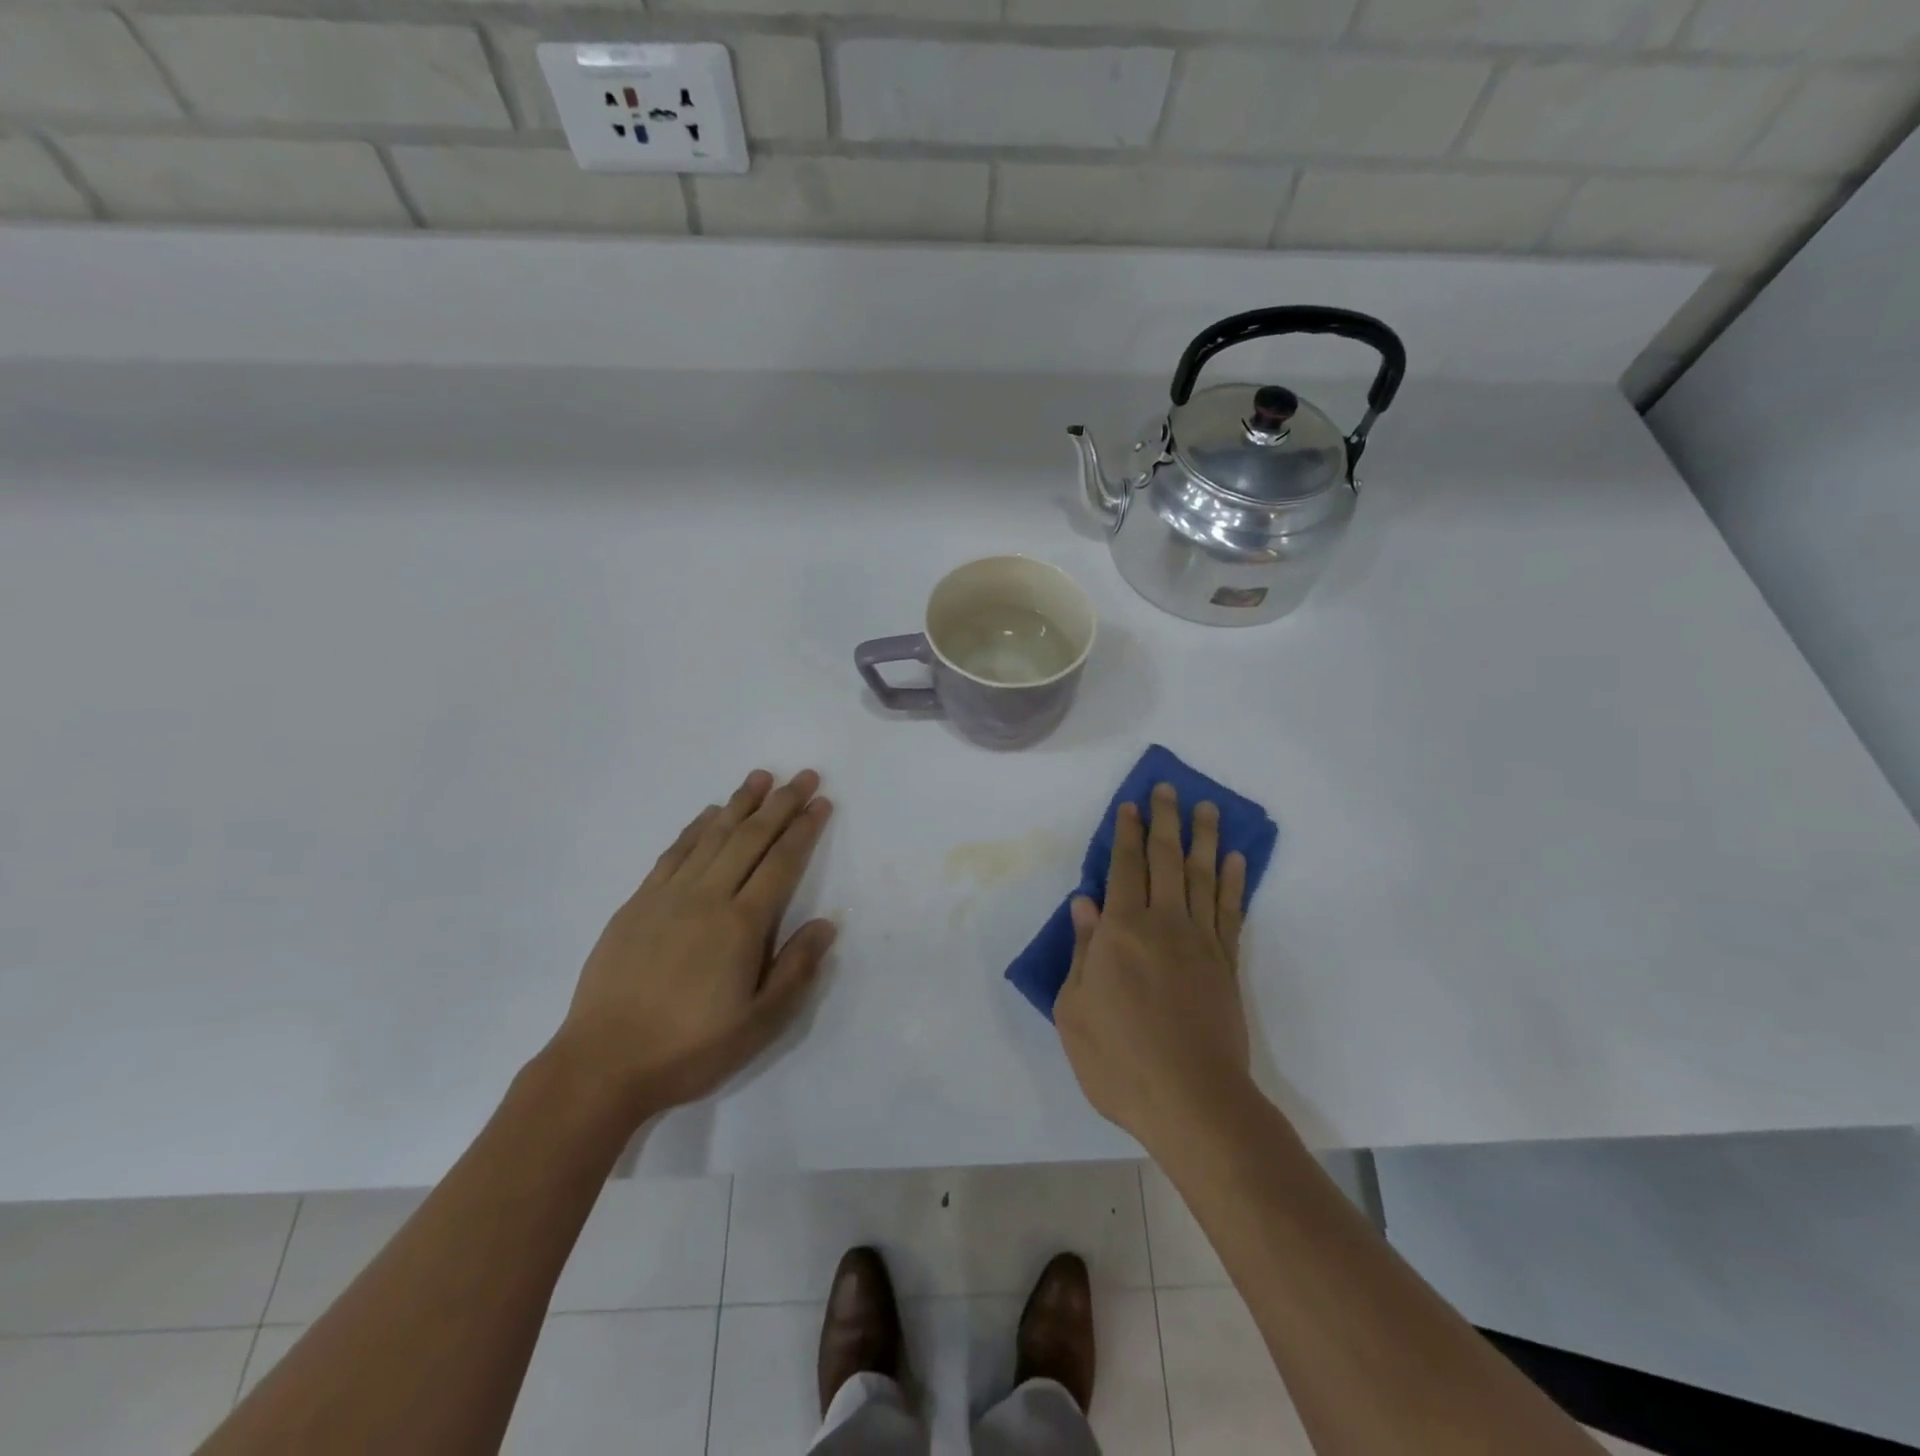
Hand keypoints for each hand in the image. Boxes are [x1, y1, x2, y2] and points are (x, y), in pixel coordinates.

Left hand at [553, 768, 835, 1116]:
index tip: (821, 802)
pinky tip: (709, 815)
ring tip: (760, 777)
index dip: (804, 830)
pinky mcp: (638, 903)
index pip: (781, 863)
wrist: (603, 1063)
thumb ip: (796, 970)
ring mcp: (668, 896)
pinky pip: (673, 853)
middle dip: (780, 804)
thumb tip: (826, 923)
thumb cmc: (690, 1048)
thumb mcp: (759, 1023)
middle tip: (802, 776)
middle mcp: (707, 897)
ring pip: (712, 836)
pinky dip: (695, 827)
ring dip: (739, 804)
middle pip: (750, 838)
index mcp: (741, 924)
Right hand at [1054, 782, 1250, 1151]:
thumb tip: (1085, 905)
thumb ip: (1083, 952)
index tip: (1129, 806)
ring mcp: (1200, 942)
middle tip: (1167, 789)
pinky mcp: (1226, 964)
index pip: (1123, 868)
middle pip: (1166, 860)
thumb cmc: (1119, 1059)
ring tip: (1207, 809)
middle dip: (1164, 821)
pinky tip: (1236, 861)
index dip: (1125, 835)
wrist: (1192, 1100)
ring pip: (1203, 877)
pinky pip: (1231, 912)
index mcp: (1122, 931)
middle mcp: (1163, 924)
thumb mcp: (1075, 1010)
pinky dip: (1234, 883)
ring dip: (1204, 839)